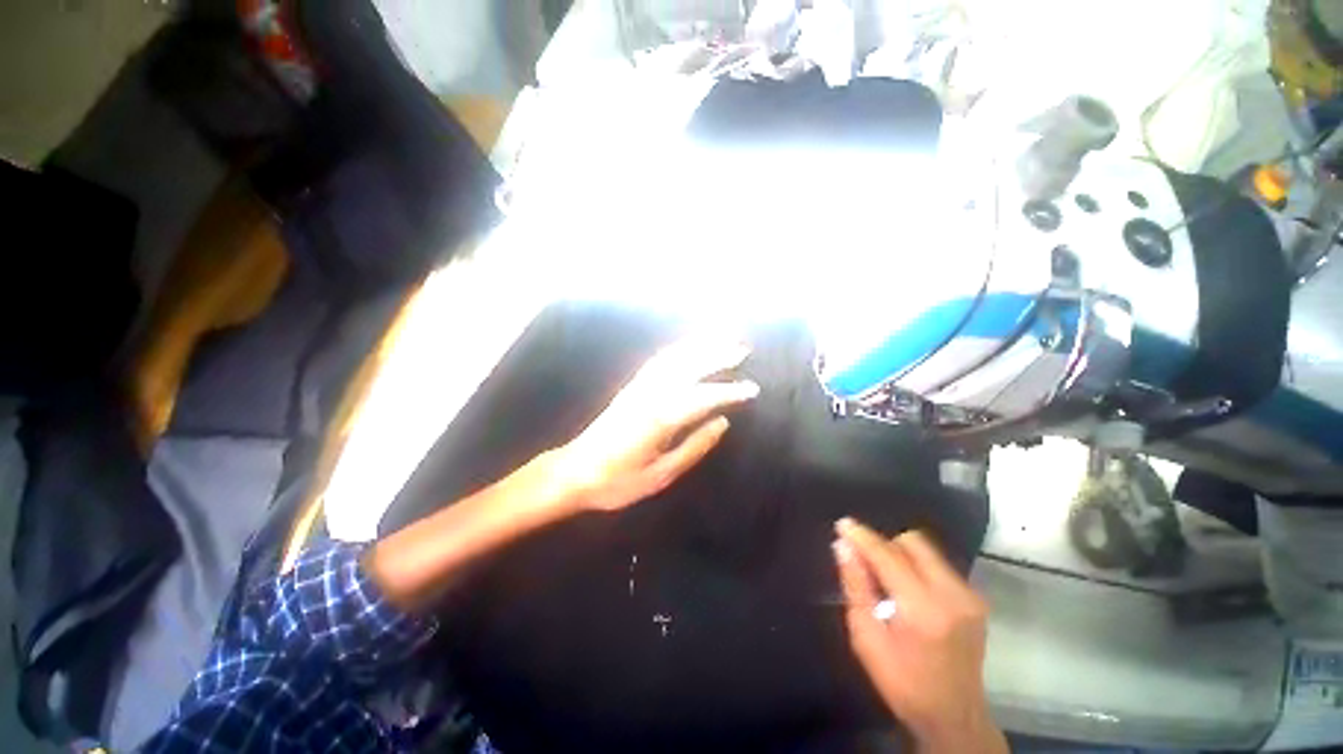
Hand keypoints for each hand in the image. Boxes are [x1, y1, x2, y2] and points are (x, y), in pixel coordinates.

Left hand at [556, 339, 759, 512]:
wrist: (573, 472)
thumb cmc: (618, 481)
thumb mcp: (661, 474)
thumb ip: (695, 446)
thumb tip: (723, 423)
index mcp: (660, 417)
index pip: (704, 397)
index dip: (730, 391)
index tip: (753, 389)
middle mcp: (650, 394)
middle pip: (689, 365)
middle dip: (718, 354)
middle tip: (743, 348)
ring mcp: (638, 386)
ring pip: (673, 357)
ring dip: (699, 344)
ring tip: (721, 337)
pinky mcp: (630, 387)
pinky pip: (657, 360)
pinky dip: (677, 349)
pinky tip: (688, 347)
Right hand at [833, 519, 1006, 753]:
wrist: (955, 717)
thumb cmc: (902, 682)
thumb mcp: (866, 638)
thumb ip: (855, 586)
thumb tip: (843, 546)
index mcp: (922, 609)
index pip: (887, 555)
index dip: (863, 537)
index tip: (843, 525)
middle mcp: (952, 595)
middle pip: (912, 542)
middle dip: (884, 545)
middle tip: (866, 562)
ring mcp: (969, 596)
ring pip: (927, 550)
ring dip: (900, 555)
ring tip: (886, 580)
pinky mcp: (976, 599)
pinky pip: (939, 565)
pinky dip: (917, 568)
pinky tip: (908, 592)